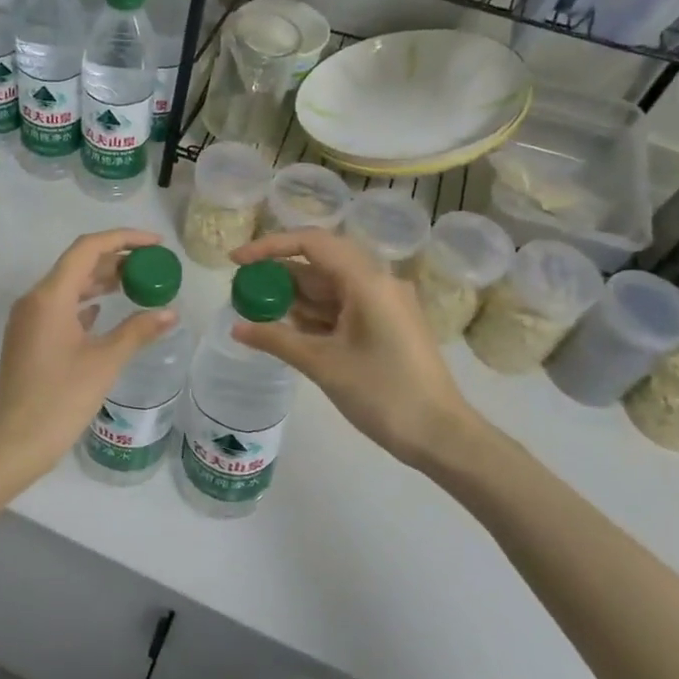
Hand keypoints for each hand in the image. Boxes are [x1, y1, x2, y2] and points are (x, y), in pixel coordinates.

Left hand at [0, 229, 180, 487]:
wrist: (14, 443)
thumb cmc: (60, 399)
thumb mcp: (105, 363)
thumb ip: (138, 331)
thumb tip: (170, 313)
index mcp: (50, 296)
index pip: (88, 248)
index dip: (124, 238)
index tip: (156, 245)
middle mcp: (35, 299)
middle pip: (78, 264)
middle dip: (116, 260)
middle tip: (152, 267)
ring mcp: (28, 319)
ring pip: (69, 286)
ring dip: (101, 282)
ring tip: (137, 285)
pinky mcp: (28, 338)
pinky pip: (60, 308)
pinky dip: (85, 303)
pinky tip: (105, 312)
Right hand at [229, 229, 500, 484]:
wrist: (441, 435)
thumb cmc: (383, 394)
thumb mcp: (323, 364)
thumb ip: (276, 339)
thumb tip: (237, 327)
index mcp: (367, 282)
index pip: (312, 243)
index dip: (270, 246)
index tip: (237, 260)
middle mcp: (378, 283)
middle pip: (319, 263)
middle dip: (278, 274)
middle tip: (242, 290)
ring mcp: (384, 304)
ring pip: (329, 287)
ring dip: (294, 297)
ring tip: (256, 311)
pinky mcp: (386, 325)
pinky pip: (342, 307)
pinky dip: (313, 314)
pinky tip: (286, 329)